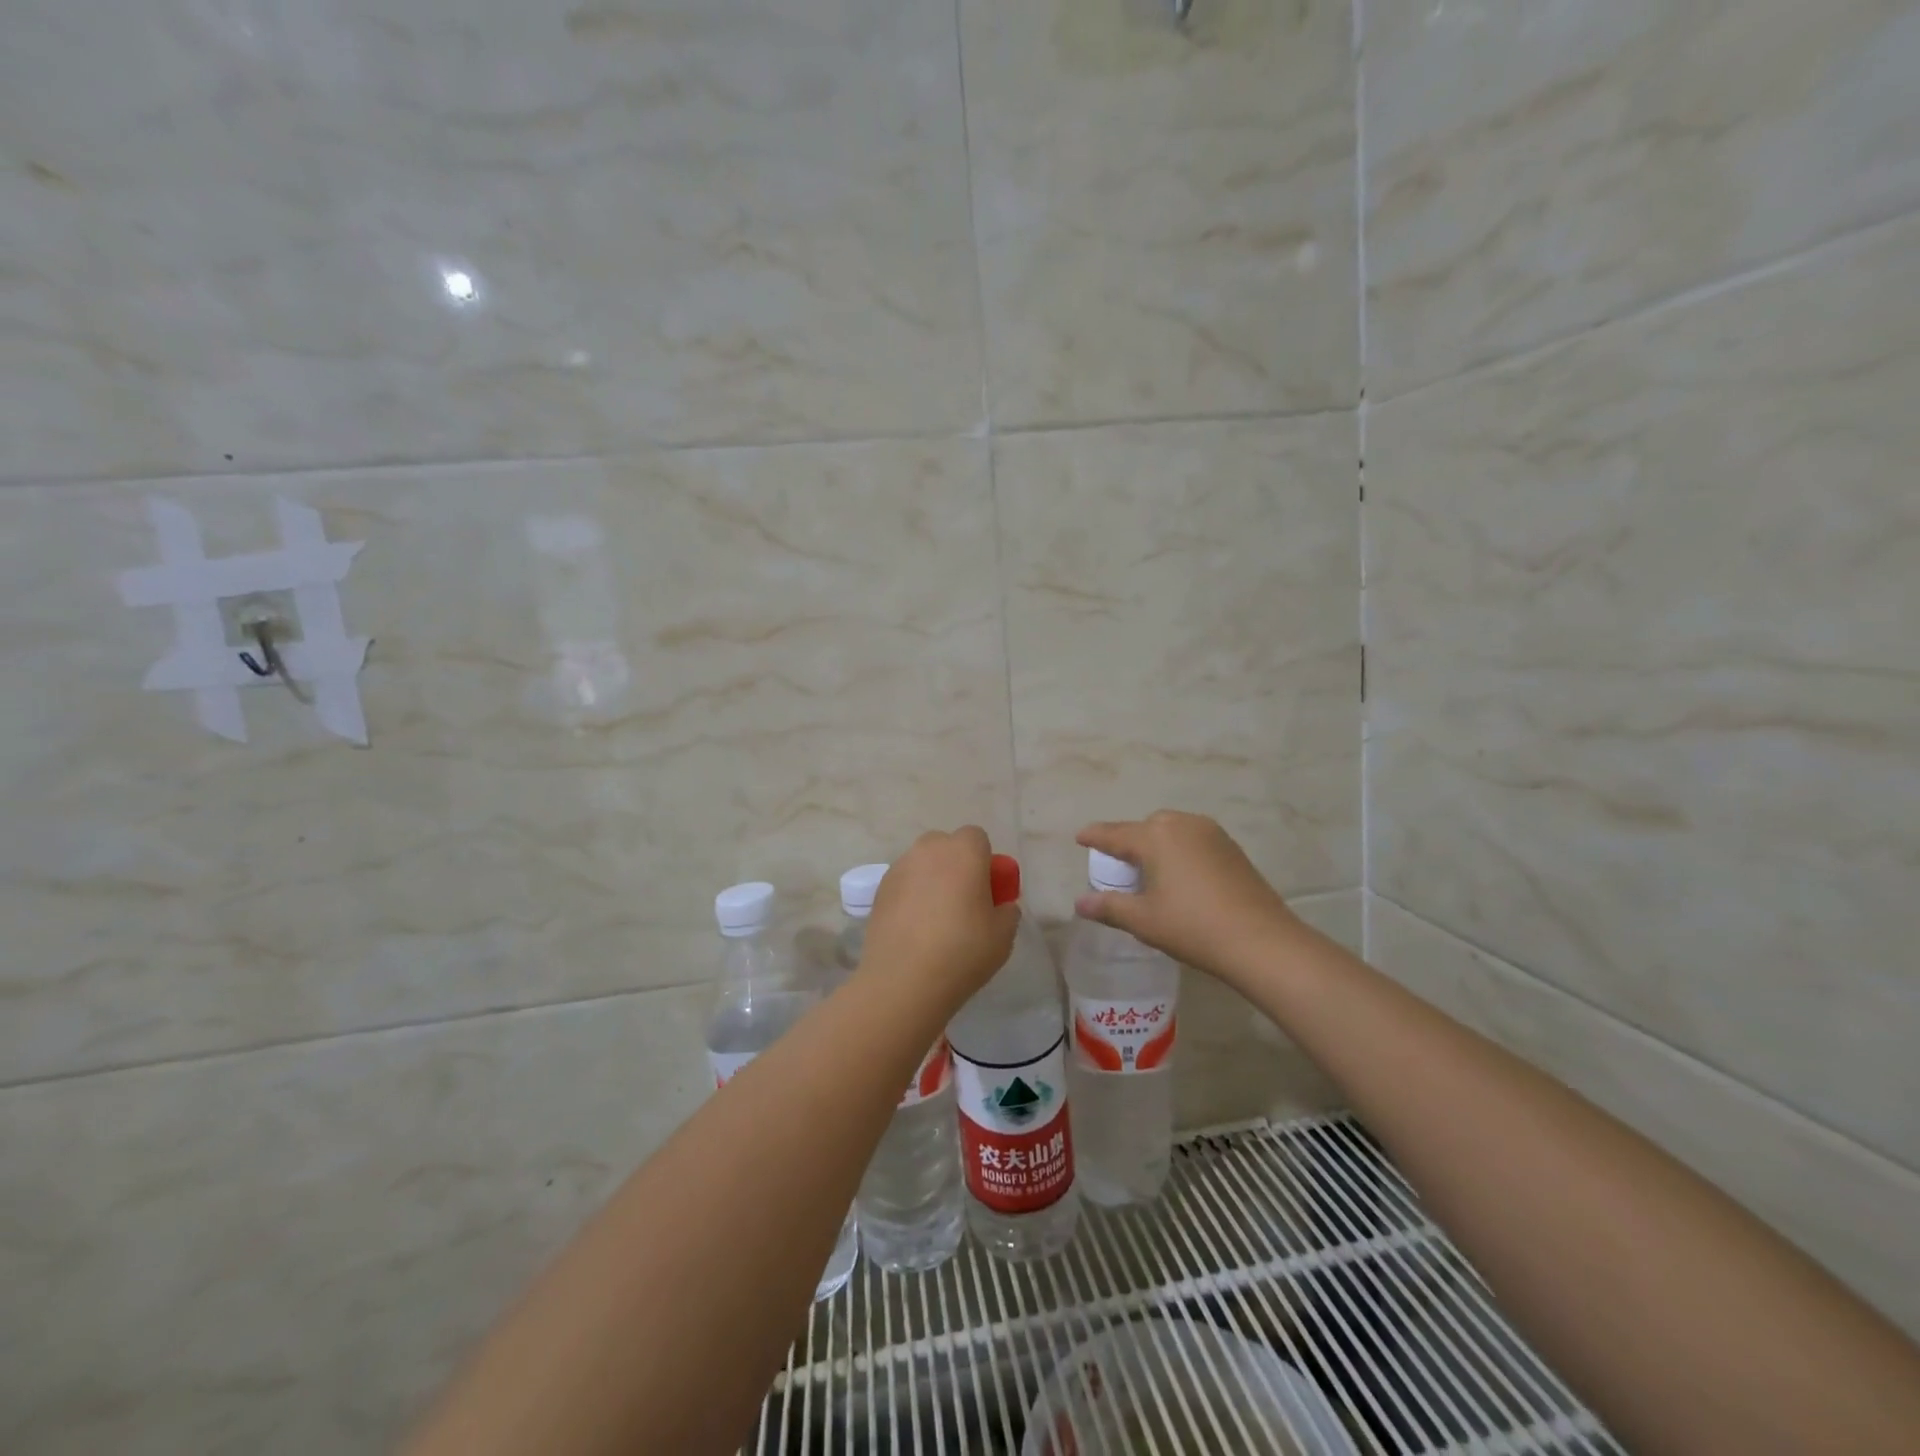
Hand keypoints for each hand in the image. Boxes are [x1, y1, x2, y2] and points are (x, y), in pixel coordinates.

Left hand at [860, 826, 1019, 1006]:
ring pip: (922, 864)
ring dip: (931, 880)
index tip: (987, 892)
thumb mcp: (1004, 935)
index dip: (984, 862)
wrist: (904, 980)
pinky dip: (910, 896)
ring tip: (935, 920)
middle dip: (956, 865)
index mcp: (964, 851)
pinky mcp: (879, 890)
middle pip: (946, 846)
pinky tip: (914, 929)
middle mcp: (929, 850)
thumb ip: (1007, 911)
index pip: (977, 838)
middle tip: (963, 902)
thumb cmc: (962, 951)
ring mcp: (899, 868)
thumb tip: (1000, 906)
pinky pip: (903, 883)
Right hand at [1075, 811, 1299, 979]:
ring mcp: (1211, 833)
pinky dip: (1179, 850)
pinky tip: (1180, 875)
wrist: (1262, 941)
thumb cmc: (1193, 928)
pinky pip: (1193, 839)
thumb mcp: (1144, 920)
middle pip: (1145, 827)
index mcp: (1156, 837)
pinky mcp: (1232, 847)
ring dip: (1156, 844)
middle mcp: (1182, 825)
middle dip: (1128, 840)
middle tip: (1117, 864)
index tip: (1080, 837)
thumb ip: (1109, 907)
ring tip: (1148, 870)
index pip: (1114, 833)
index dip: (1094, 836)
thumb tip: (1080, 903)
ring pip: (1172, 830)